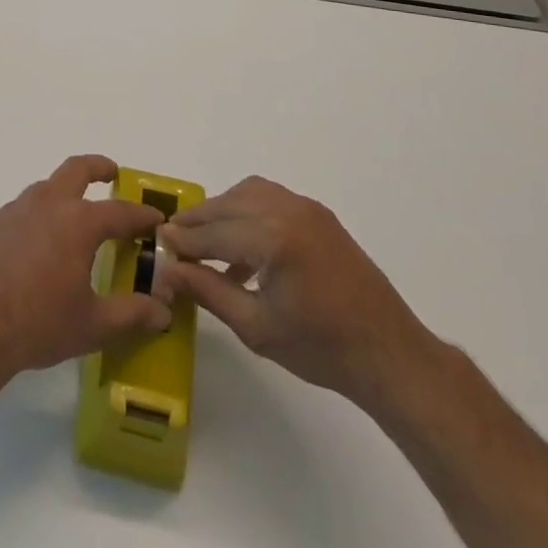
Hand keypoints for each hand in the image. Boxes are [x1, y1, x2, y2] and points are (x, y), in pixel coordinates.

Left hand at [0, 155, 171, 381]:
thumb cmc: (39, 324)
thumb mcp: (93, 326)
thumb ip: (131, 315)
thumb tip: (163, 312)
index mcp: (77, 222)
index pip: (120, 212)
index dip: (141, 215)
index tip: (157, 218)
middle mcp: (45, 205)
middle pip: (76, 170)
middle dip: (98, 167)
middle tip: (111, 173)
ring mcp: (11, 212)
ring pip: (42, 190)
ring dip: (60, 196)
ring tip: (69, 221)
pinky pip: (15, 217)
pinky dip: (30, 225)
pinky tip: (27, 253)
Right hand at [158, 175, 436, 405]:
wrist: (389, 354)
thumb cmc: (321, 348)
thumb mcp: (256, 327)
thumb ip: (208, 291)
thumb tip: (168, 271)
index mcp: (273, 237)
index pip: (214, 233)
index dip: (183, 240)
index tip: (158, 244)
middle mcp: (288, 210)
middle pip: (228, 204)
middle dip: (198, 220)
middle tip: (174, 239)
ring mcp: (306, 208)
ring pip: (248, 193)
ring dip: (222, 211)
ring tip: (204, 240)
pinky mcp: (318, 215)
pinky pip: (270, 199)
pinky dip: (247, 212)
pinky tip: (241, 248)